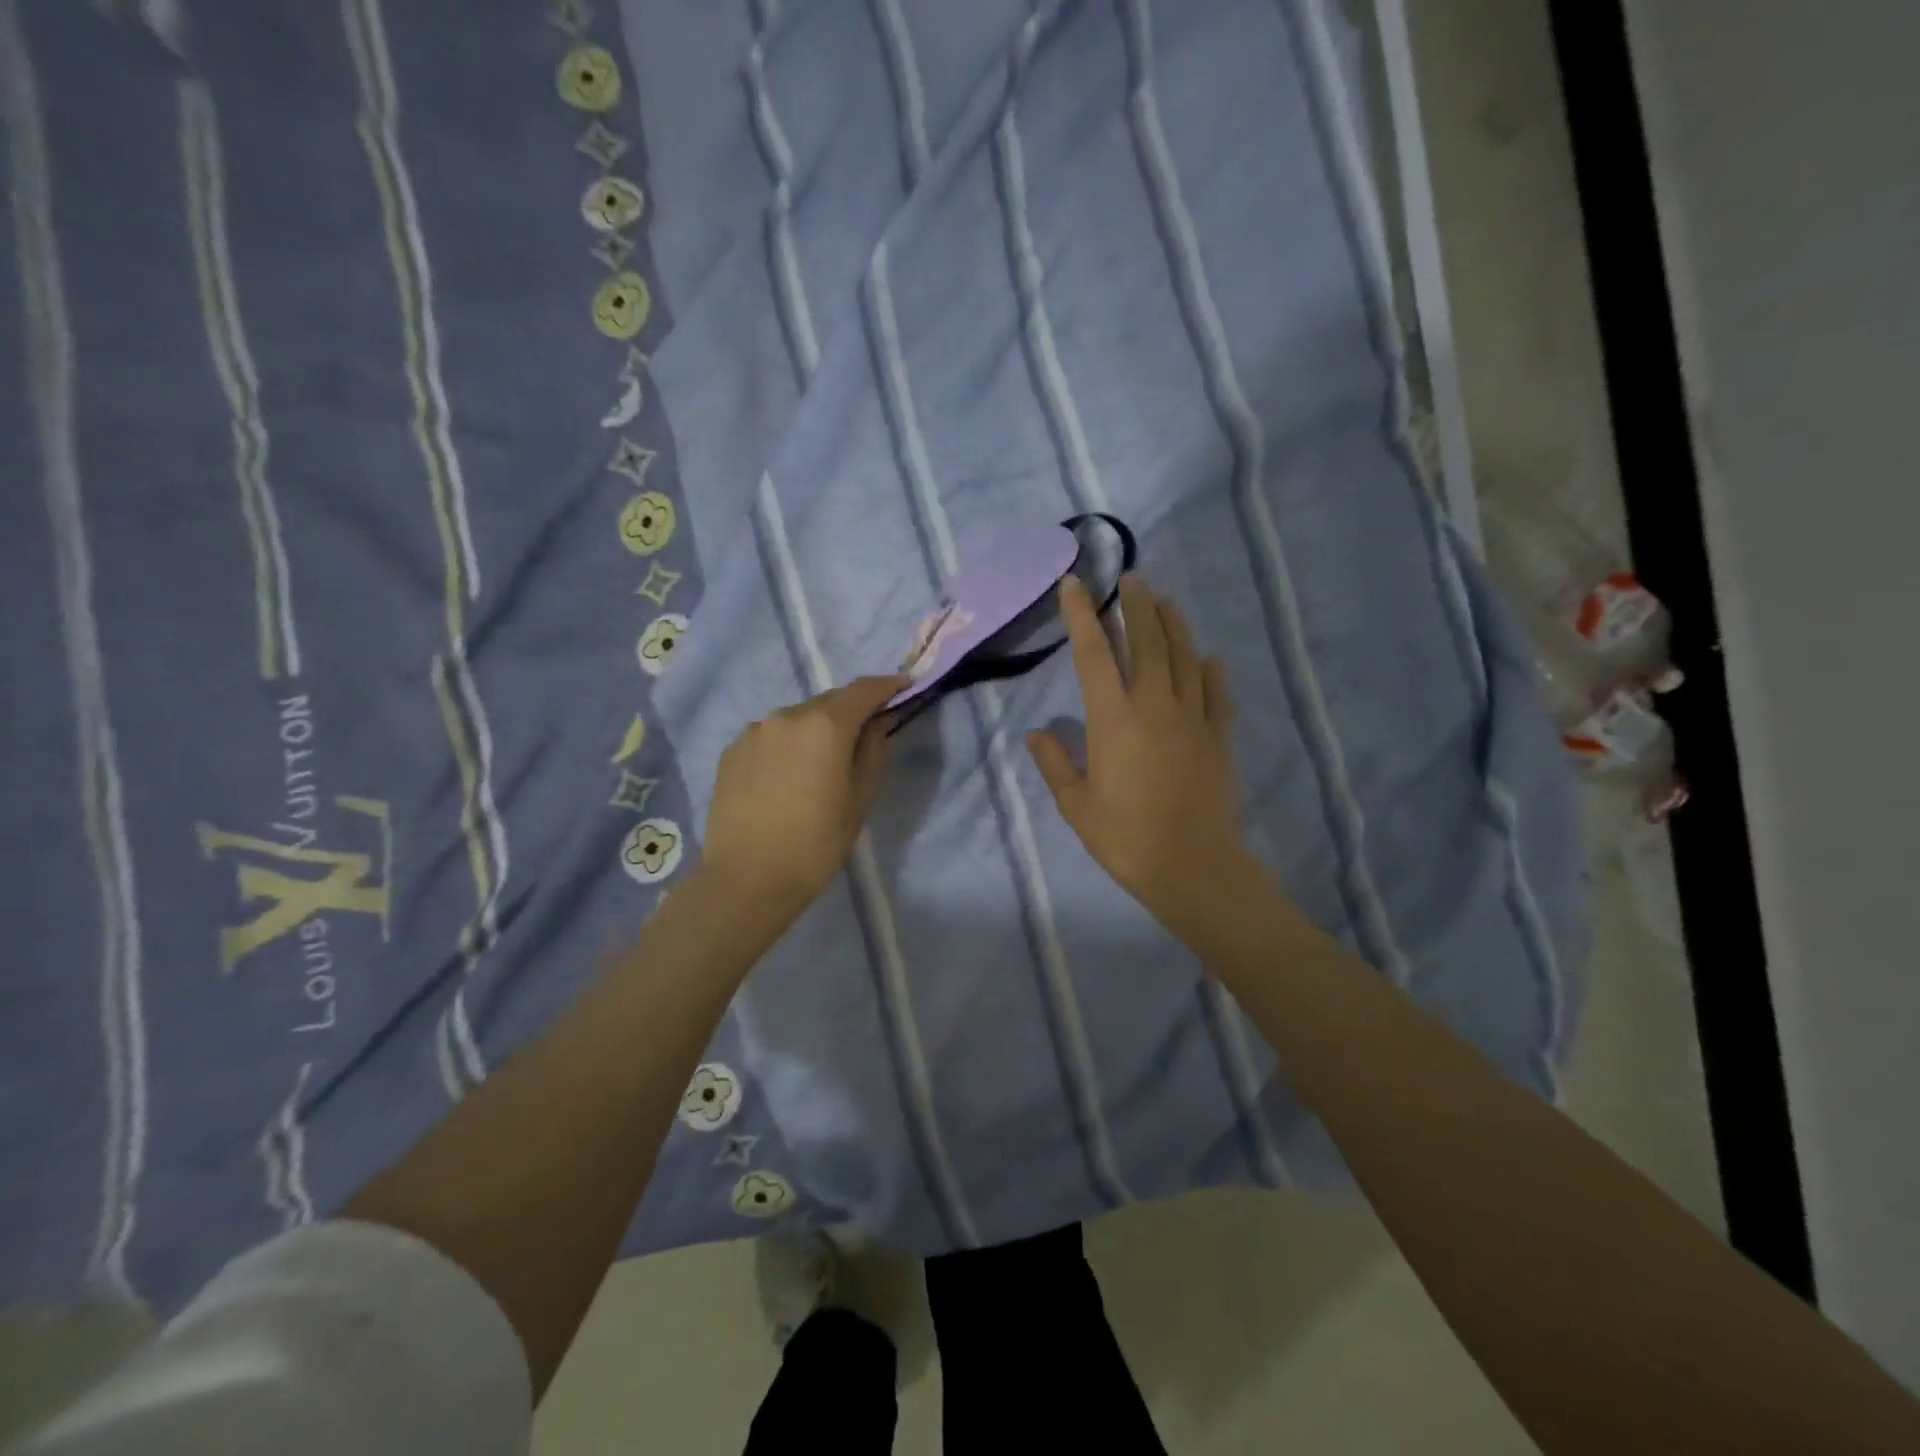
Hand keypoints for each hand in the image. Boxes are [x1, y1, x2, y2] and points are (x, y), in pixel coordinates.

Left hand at [703, 676, 907, 916]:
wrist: (746, 879)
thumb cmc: (816, 844)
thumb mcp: (859, 800)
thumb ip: (872, 751)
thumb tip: (876, 723)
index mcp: (825, 725)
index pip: (863, 690)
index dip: (887, 685)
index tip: (903, 687)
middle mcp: (787, 715)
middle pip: (828, 701)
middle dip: (850, 711)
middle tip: (864, 733)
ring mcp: (754, 731)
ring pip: (796, 719)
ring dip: (815, 729)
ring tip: (820, 763)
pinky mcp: (731, 751)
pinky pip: (770, 737)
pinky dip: (787, 745)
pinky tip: (787, 777)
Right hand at [1028, 576, 1248, 930]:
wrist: (1193, 865)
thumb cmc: (1125, 837)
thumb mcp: (1076, 805)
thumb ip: (1055, 763)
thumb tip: (1035, 733)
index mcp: (1113, 718)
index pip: (1093, 653)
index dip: (1082, 615)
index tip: (1074, 583)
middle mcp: (1154, 705)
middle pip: (1146, 641)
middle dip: (1137, 605)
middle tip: (1132, 577)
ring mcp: (1192, 717)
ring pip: (1184, 657)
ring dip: (1173, 625)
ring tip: (1165, 601)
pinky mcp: (1217, 736)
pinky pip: (1215, 692)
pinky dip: (1210, 670)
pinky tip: (1208, 657)